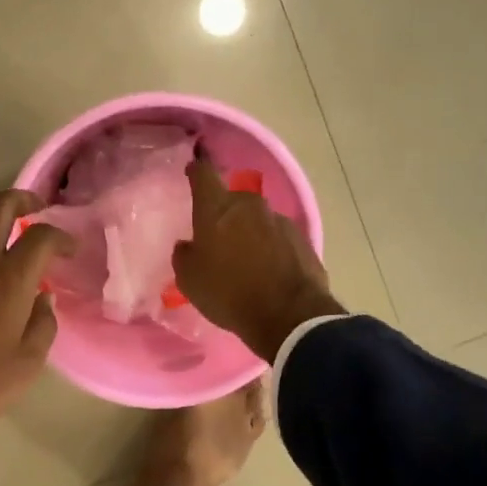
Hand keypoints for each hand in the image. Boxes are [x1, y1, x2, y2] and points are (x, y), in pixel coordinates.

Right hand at [172, 158, 341, 361]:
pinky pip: (277, 237)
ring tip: (244, 260)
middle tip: (217, 237)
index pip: (203, 174)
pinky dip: (270, 248)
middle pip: (232, 200)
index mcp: (217, 208)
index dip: (196, 170)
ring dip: (249, 232)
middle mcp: (249, 205)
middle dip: (224, 213)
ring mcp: (279, 220)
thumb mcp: (189, 280)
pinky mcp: (301, 239)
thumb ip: (184, 255)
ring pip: (257, 219)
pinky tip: (267, 271)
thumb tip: (188, 245)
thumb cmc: (228, 293)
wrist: (288, 315)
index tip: (192, 170)